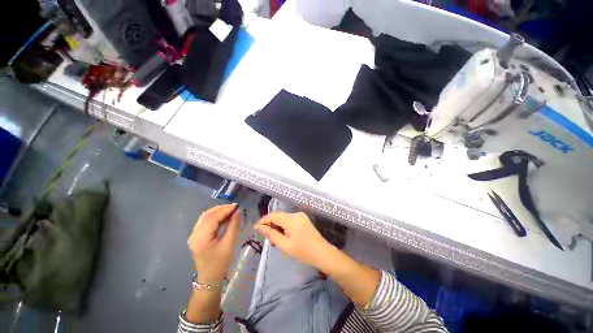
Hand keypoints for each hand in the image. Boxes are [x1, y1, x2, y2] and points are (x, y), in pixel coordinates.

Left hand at [188, 204, 240, 283]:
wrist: (209, 278)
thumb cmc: (220, 263)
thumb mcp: (229, 243)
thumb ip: (233, 225)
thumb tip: (237, 211)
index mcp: (201, 238)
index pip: (213, 218)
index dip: (225, 210)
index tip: (237, 205)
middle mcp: (194, 234)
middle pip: (207, 215)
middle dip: (221, 208)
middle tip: (234, 207)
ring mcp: (194, 235)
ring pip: (205, 217)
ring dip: (218, 211)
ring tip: (231, 210)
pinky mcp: (196, 236)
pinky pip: (205, 222)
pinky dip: (215, 217)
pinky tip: (224, 217)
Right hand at [255, 212, 331, 270]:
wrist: (322, 253)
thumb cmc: (303, 251)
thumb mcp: (285, 245)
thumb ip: (271, 234)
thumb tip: (259, 227)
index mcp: (291, 219)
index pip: (274, 215)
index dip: (264, 220)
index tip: (256, 227)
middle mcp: (296, 214)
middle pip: (279, 216)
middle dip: (271, 224)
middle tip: (266, 237)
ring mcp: (301, 216)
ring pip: (284, 218)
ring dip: (278, 226)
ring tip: (275, 239)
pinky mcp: (303, 219)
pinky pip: (290, 220)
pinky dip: (284, 226)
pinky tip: (283, 235)